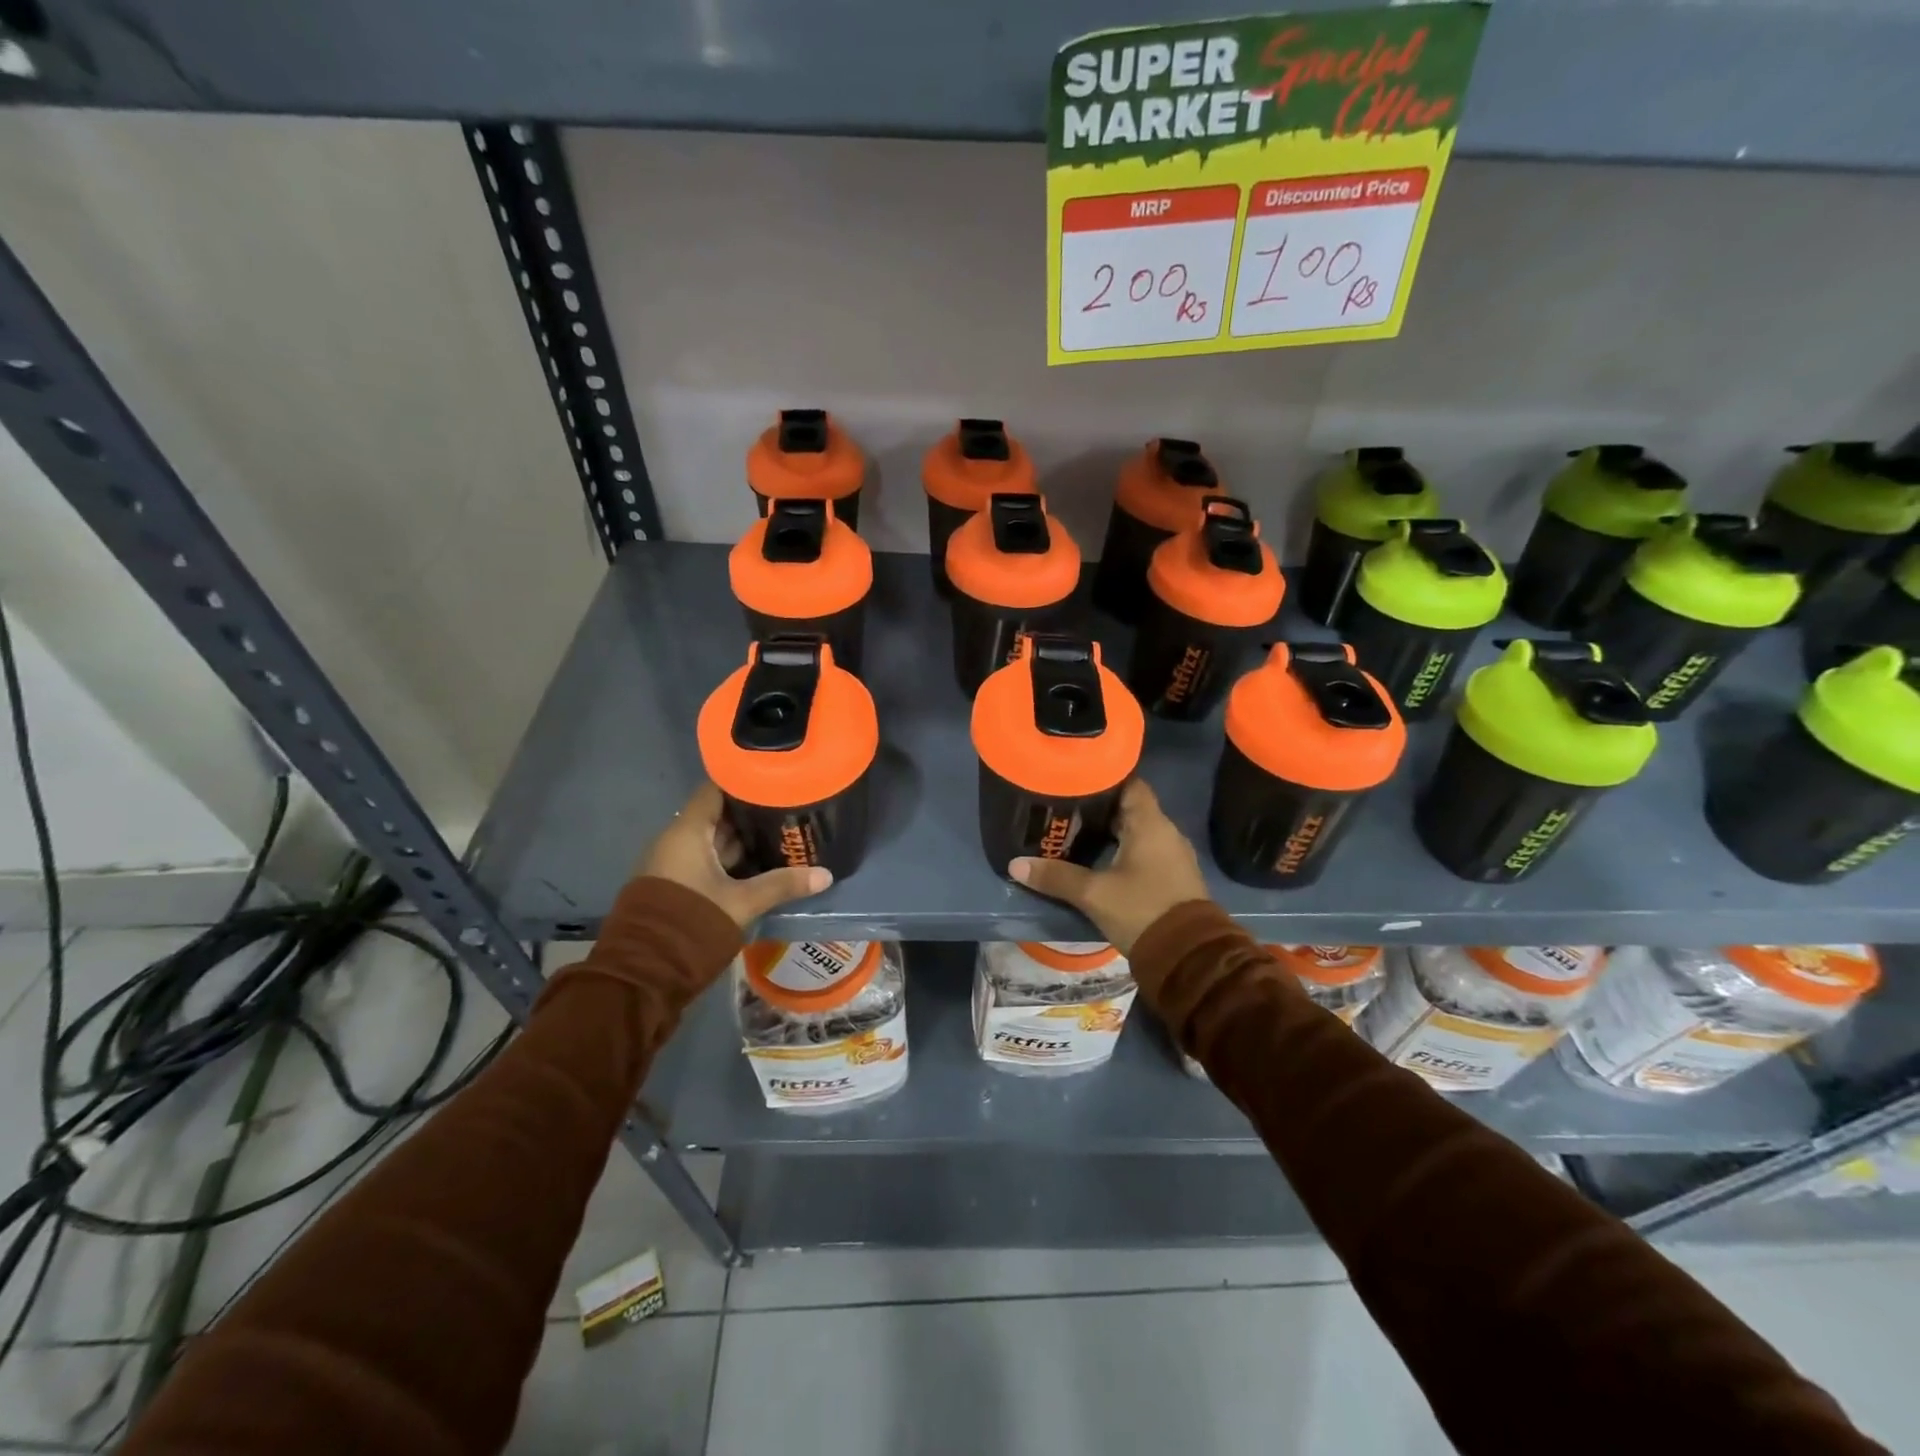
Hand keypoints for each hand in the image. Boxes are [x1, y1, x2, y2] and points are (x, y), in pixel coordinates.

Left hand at [641, 782, 831, 930]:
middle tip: (789, 807)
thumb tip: (825, 875)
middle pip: (717, 815)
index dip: (744, 781)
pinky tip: (761, 862)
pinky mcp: (676, 884)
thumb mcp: (742, 903)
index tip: (775, 779)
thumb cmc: (691, 925)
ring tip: (782, 831)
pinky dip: (732, 859)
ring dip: (744, 838)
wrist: (643, 974)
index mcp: (687, 832)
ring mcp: (674, 864)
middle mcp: (676, 840)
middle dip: (751, 812)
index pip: (715, 789)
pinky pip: (707, 860)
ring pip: (714, 840)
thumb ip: (782, 884)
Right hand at [1009, 779, 1209, 954]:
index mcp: (1151, 824)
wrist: (1188, 957)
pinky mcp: (1173, 877)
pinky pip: (1145, 851)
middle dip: (1099, 808)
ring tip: (1076, 832)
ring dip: (1111, 831)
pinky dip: (1123, 850)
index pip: (1129, 783)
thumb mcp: (1093, 894)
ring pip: (1137, 831)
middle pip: (1130, 808)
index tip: (1075, 780)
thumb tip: (1015, 864)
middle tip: (1065, 808)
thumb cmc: (1142, 910)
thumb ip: (1056, 877)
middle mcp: (1166, 832)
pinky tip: (1100, 859)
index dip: (1103, 778)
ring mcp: (1172, 856)